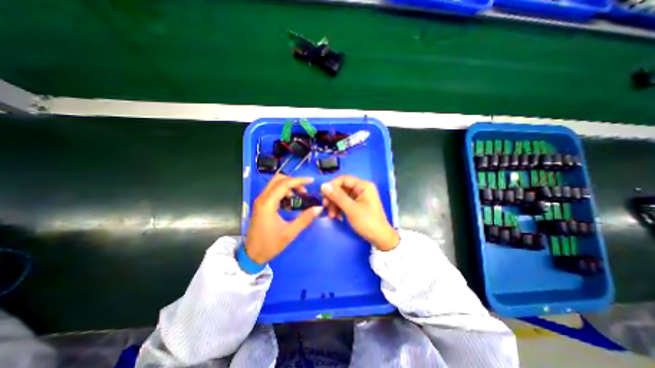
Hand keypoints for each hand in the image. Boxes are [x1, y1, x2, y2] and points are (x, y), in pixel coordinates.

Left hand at [244, 174, 322, 262]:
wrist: (251, 255)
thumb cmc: (270, 244)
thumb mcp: (290, 233)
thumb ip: (305, 219)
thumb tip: (319, 208)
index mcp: (267, 204)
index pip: (284, 184)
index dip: (299, 180)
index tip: (311, 181)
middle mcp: (262, 198)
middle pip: (278, 179)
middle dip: (293, 181)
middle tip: (304, 190)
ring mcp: (260, 201)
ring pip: (275, 184)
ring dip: (289, 186)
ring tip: (299, 197)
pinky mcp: (261, 205)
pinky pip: (273, 191)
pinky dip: (283, 192)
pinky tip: (291, 202)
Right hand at [322, 173, 398, 249]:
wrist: (380, 239)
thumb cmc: (368, 222)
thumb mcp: (351, 209)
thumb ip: (337, 196)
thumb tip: (323, 185)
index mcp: (363, 186)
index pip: (343, 179)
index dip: (332, 185)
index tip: (323, 195)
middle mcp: (361, 189)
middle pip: (341, 188)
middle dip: (332, 198)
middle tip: (325, 207)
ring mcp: (358, 197)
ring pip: (340, 196)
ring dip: (334, 205)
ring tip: (332, 216)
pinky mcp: (356, 204)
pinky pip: (343, 202)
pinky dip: (338, 209)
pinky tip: (336, 217)